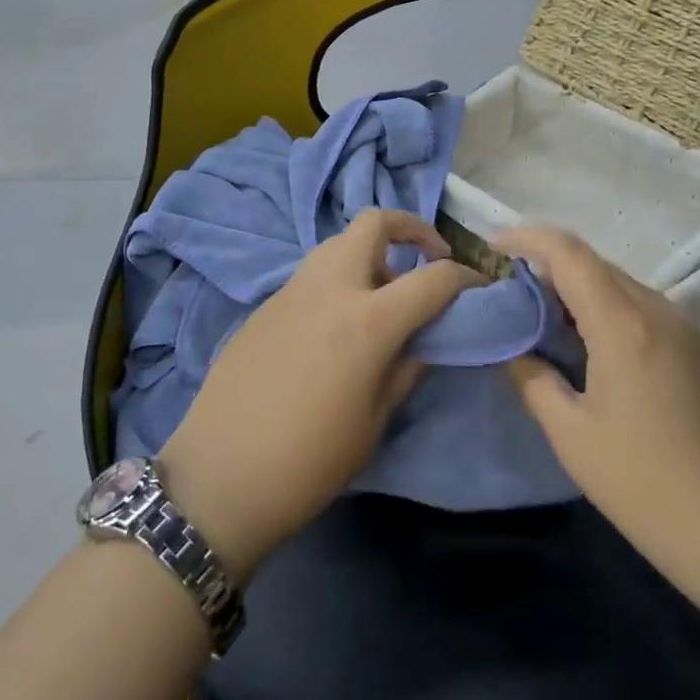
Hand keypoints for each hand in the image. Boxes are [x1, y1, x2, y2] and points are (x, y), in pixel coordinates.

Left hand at [160, 209, 482, 581]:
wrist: (221, 476)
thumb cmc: (310, 461)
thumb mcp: (375, 420)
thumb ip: (407, 368)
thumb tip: (426, 339)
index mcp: (367, 321)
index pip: (433, 278)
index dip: (465, 277)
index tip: (479, 286)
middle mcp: (330, 288)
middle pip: (374, 222)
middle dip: (411, 228)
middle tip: (429, 258)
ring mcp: (291, 290)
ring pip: (338, 243)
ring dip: (371, 252)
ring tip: (384, 294)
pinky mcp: (265, 304)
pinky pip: (312, 273)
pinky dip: (339, 278)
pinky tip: (339, 322)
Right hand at [497, 228, 699, 593]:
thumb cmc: (647, 486)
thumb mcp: (571, 435)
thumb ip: (531, 379)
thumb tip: (510, 347)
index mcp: (623, 324)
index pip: (569, 253)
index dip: (526, 239)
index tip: (492, 248)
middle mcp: (659, 311)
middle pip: (595, 264)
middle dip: (547, 266)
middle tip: (508, 293)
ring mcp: (688, 330)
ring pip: (621, 286)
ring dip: (578, 290)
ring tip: (542, 320)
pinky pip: (644, 310)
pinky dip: (607, 311)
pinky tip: (590, 349)